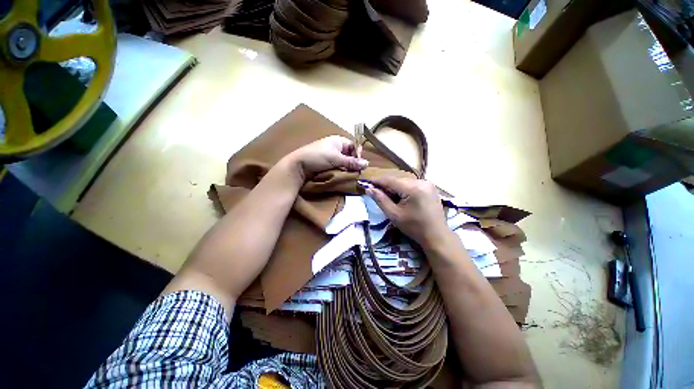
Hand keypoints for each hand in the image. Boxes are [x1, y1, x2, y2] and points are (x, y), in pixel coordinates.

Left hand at [289, 136, 368, 179]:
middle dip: (353, 164)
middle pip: (350, 156)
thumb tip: (367, 164)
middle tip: (356, 173)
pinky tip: (343, 177)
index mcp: (338, 141)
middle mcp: (336, 148)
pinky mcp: (328, 166)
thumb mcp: (336, 158)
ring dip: (348, 169)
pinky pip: (339, 168)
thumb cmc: (318, 157)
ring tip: (350, 176)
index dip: (358, 155)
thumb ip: (351, 162)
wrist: (299, 166)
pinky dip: (342, 172)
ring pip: (345, 163)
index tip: (360, 165)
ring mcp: (332, 157)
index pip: (354, 146)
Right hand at [367, 176, 451, 249]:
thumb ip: (380, 200)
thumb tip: (369, 189)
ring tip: (388, 197)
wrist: (436, 235)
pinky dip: (404, 189)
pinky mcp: (430, 187)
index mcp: (413, 188)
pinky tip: (401, 197)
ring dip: (395, 187)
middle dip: (386, 186)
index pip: (390, 180)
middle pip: (397, 180)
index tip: (366, 183)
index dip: (377, 181)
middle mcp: (421, 181)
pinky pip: (412, 184)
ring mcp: (427, 183)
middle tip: (376, 193)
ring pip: (404, 182)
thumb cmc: (414, 227)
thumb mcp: (394, 214)